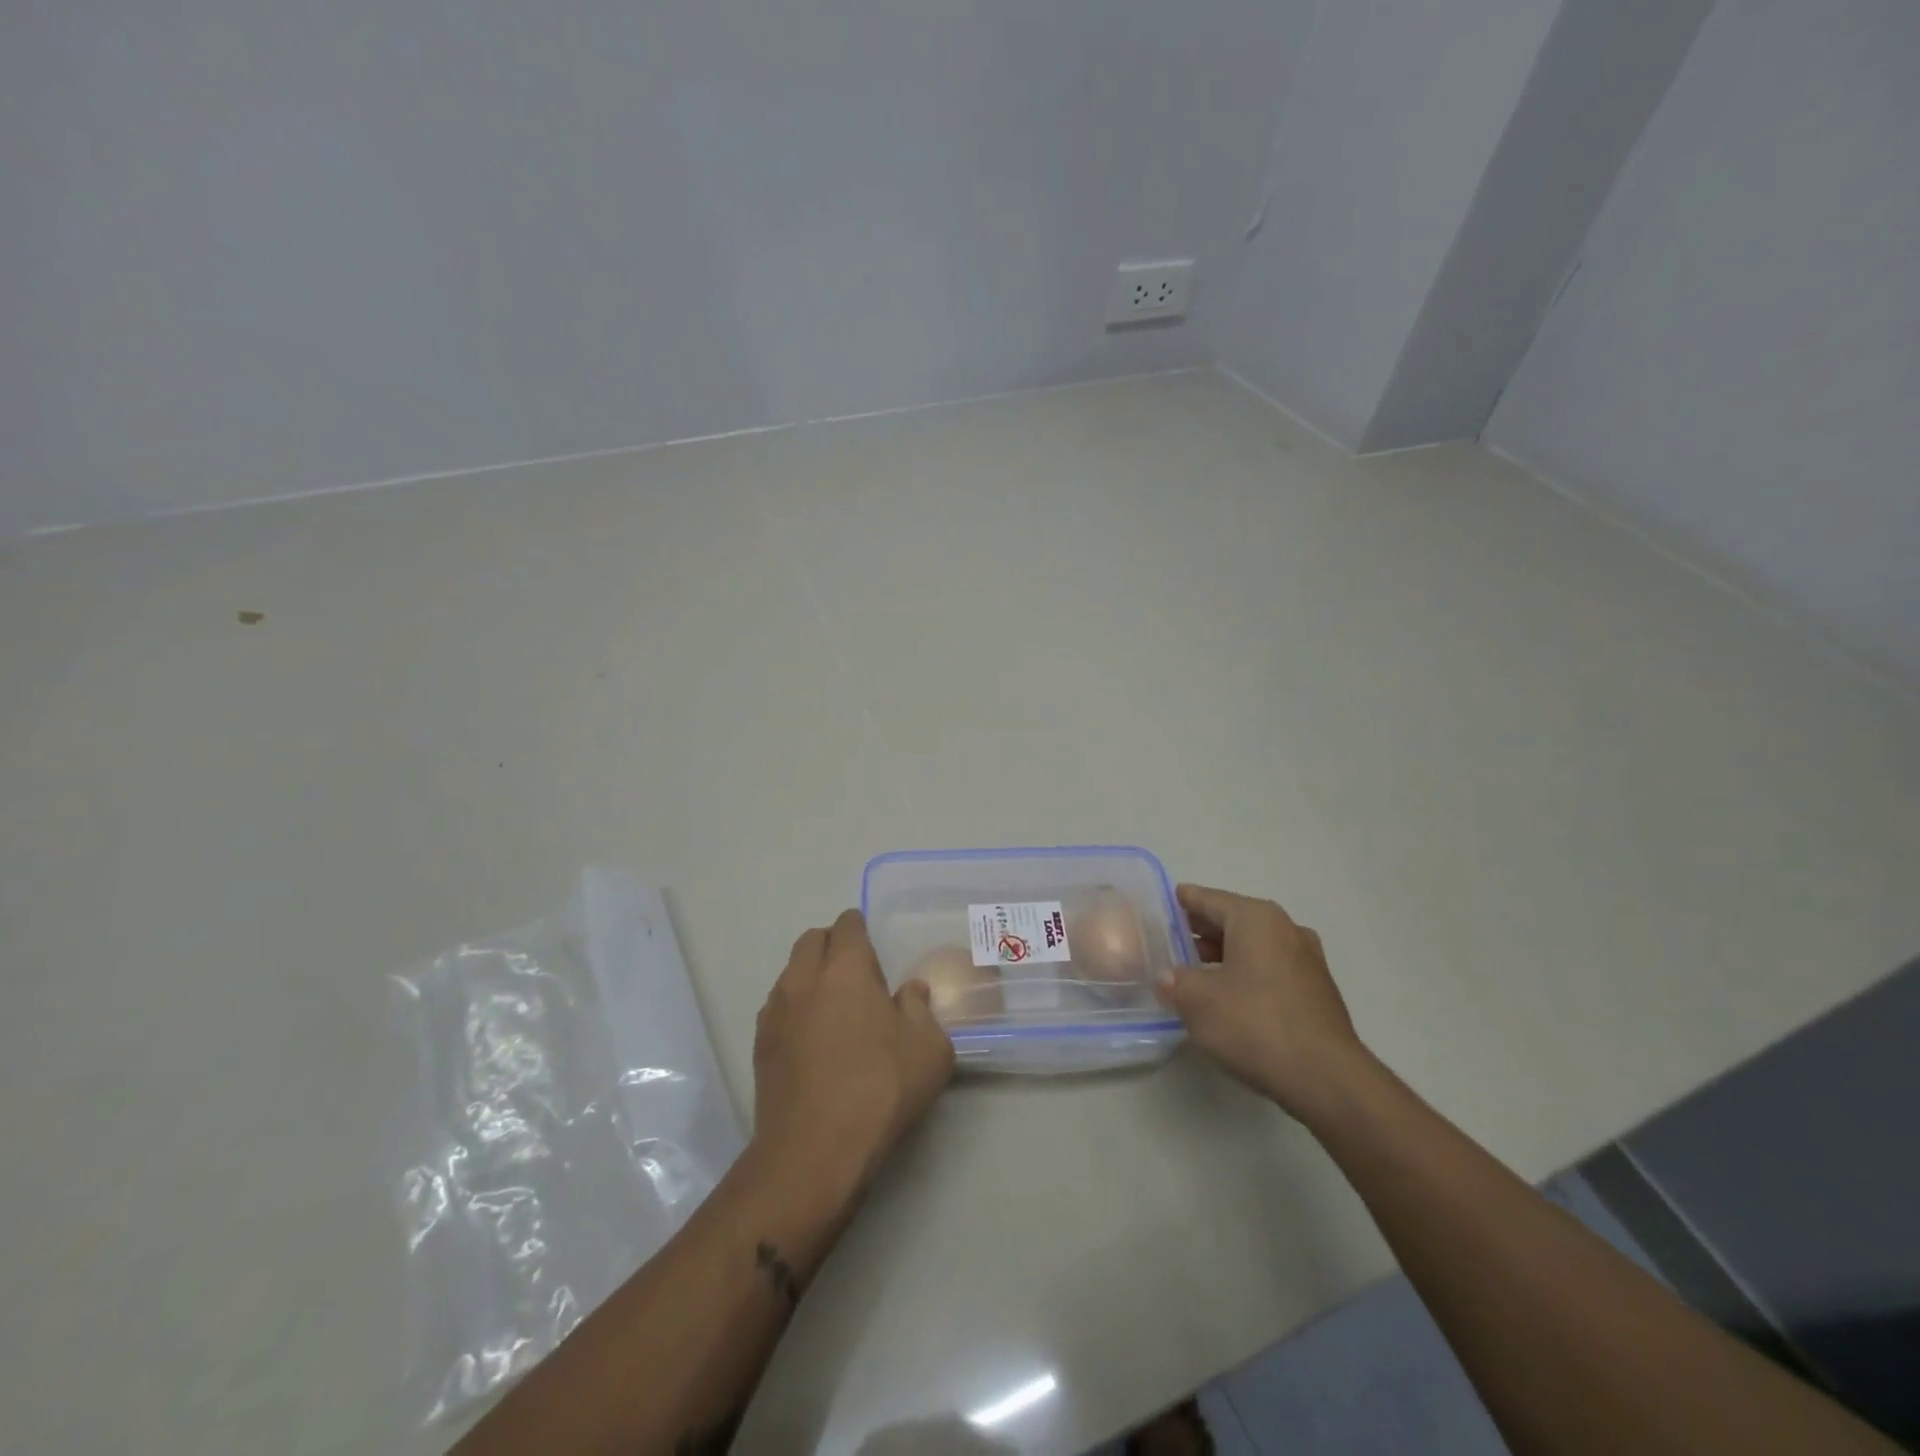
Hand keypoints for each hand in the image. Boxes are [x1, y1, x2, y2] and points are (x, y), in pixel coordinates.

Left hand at [750, 910, 954, 1208]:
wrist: (813, 1151)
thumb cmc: (879, 1088)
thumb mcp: (929, 1048)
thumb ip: (921, 1009)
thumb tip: (909, 993)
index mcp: (845, 968)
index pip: (847, 925)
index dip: (861, 929)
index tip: (874, 947)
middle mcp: (804, 979)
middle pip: (812, 940)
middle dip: (833, 945)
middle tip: (857, 972)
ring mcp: (776, 1011)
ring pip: (791, 973)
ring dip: (811, 976)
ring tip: (835, 1008)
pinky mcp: (760, 1044)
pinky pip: (778, 1007)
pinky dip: (796, 1009)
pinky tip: (814, 1040)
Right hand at [1156, 883, 1368, 1117]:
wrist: (1326, 1078)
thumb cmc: (1255, 1024)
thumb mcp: (1198, 1001)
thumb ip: (1176, 982)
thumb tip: (1168, 977)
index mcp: (1256, 919)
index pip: (1210, 899)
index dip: (1185, 900)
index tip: (1167, 899)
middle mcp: (1285, 929)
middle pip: (1234, 920)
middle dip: (1203, 929)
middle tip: (1173, 938)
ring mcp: (1307, 960)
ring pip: (1254, 946)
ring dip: (1225, 954)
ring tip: (1195, 970)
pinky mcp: (1317, 991)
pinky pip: (1271, 968)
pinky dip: (1247, 972)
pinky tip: (1228, 996)